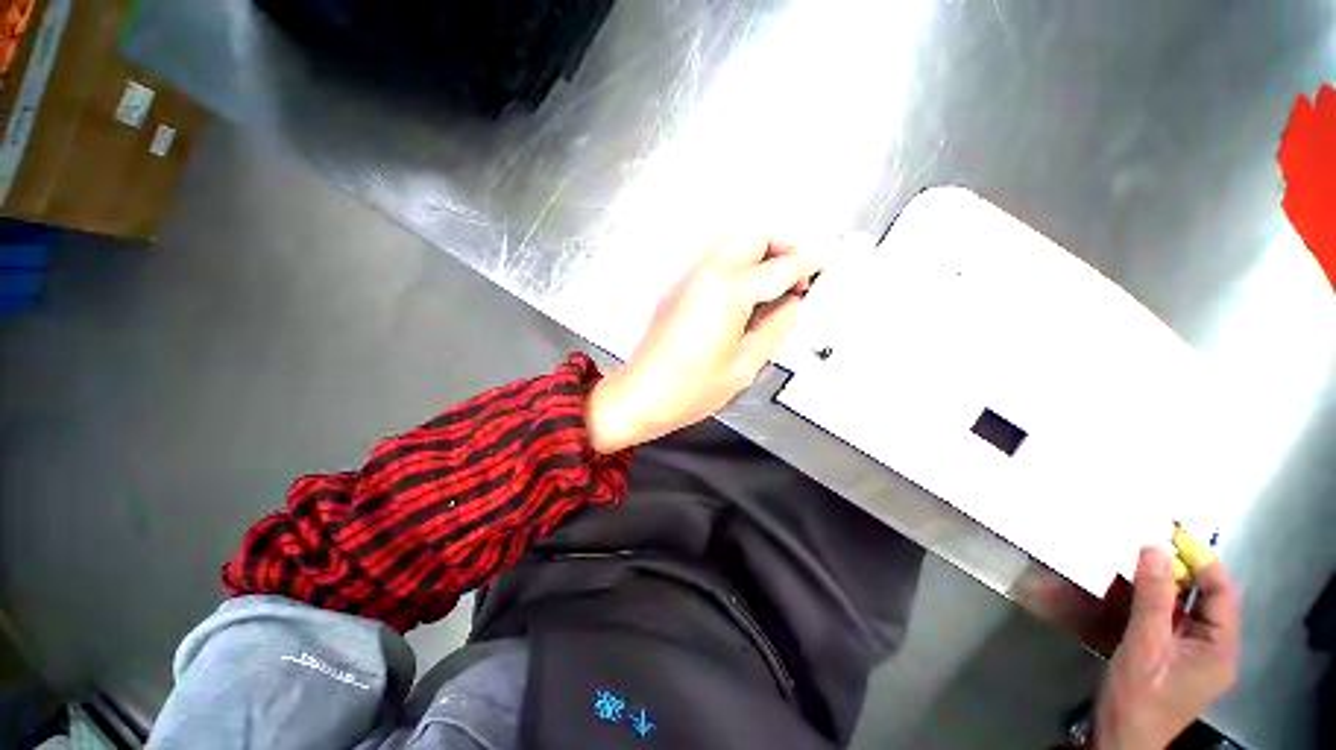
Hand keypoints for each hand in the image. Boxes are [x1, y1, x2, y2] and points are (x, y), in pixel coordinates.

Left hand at [585, 236, 827, 452]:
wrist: (642, 394)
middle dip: (785, 245)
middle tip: (802, 273)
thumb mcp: (745, 364)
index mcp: (727, 290)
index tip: (830, 261)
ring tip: (779, 283)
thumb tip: (792, 304)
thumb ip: (776, 327)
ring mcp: (689, 277)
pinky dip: (741, 264)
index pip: (781, 266)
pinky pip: (717, 260)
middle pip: (754, 234)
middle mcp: (706, 272)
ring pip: (733, 242)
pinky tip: (750, 293)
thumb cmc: (690, 388)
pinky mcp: (680, 287)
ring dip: (762, 252)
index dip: (811, 262)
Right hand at [1094, 547, 1239, 749]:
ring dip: (1167, 586)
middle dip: (1182, 571)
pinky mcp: (1175, 658)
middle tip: (1152, 546)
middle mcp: (1216, 649)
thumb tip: (1153, 549)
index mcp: (1221, 649)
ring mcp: (1196, 656)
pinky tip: (1138, 591)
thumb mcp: (1144, 645)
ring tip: (1142, 561)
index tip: (1175, 535)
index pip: (1221, 594)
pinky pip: (1173, 621)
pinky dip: (1158, 602)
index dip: (1202, 562)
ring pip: (1188, 609)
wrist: (1121, 738)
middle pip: (1206, 600)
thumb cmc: (1139, 696)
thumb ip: (1152, 598)